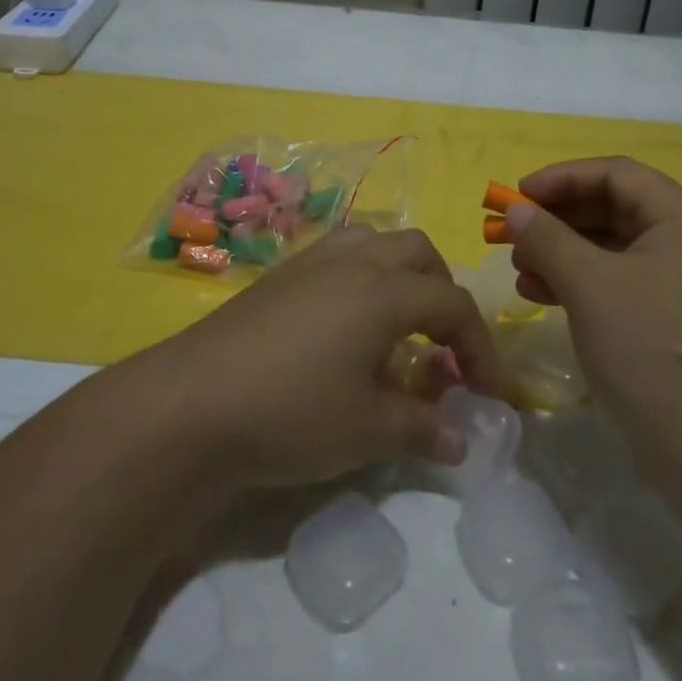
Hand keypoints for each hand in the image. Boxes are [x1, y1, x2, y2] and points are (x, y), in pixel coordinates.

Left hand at [130, 226, 509, 490]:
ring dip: (401, 274)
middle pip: (419, 254)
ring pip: (375, 241)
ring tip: (398, 324)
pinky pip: (339, 253)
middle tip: (442, 347)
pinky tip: (346, 323)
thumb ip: (422, 428)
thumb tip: (460, 439)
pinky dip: (362, 275)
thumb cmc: (291, 412)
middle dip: (443, 294)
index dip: (481, 349)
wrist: (192, 401)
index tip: (489, 394)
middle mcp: (353, 260)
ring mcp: (312, 261)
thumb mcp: (367, 430)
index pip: (453, 304)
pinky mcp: (280, 274)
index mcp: (384, 290)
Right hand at [504, 157, 681, 449]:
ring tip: (521, 272)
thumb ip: (548, 239)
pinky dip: (582, 285)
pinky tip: (546, 298)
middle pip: (615, 210)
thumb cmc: (653, 352)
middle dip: (558, 220)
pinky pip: (622, 285)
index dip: (562, 178)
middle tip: (512, 236)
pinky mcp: (678, 325)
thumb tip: (516, 209)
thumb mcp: (590, 286)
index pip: (617, 174)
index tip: (517, 196)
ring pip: (615, 250)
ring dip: (564, 254)